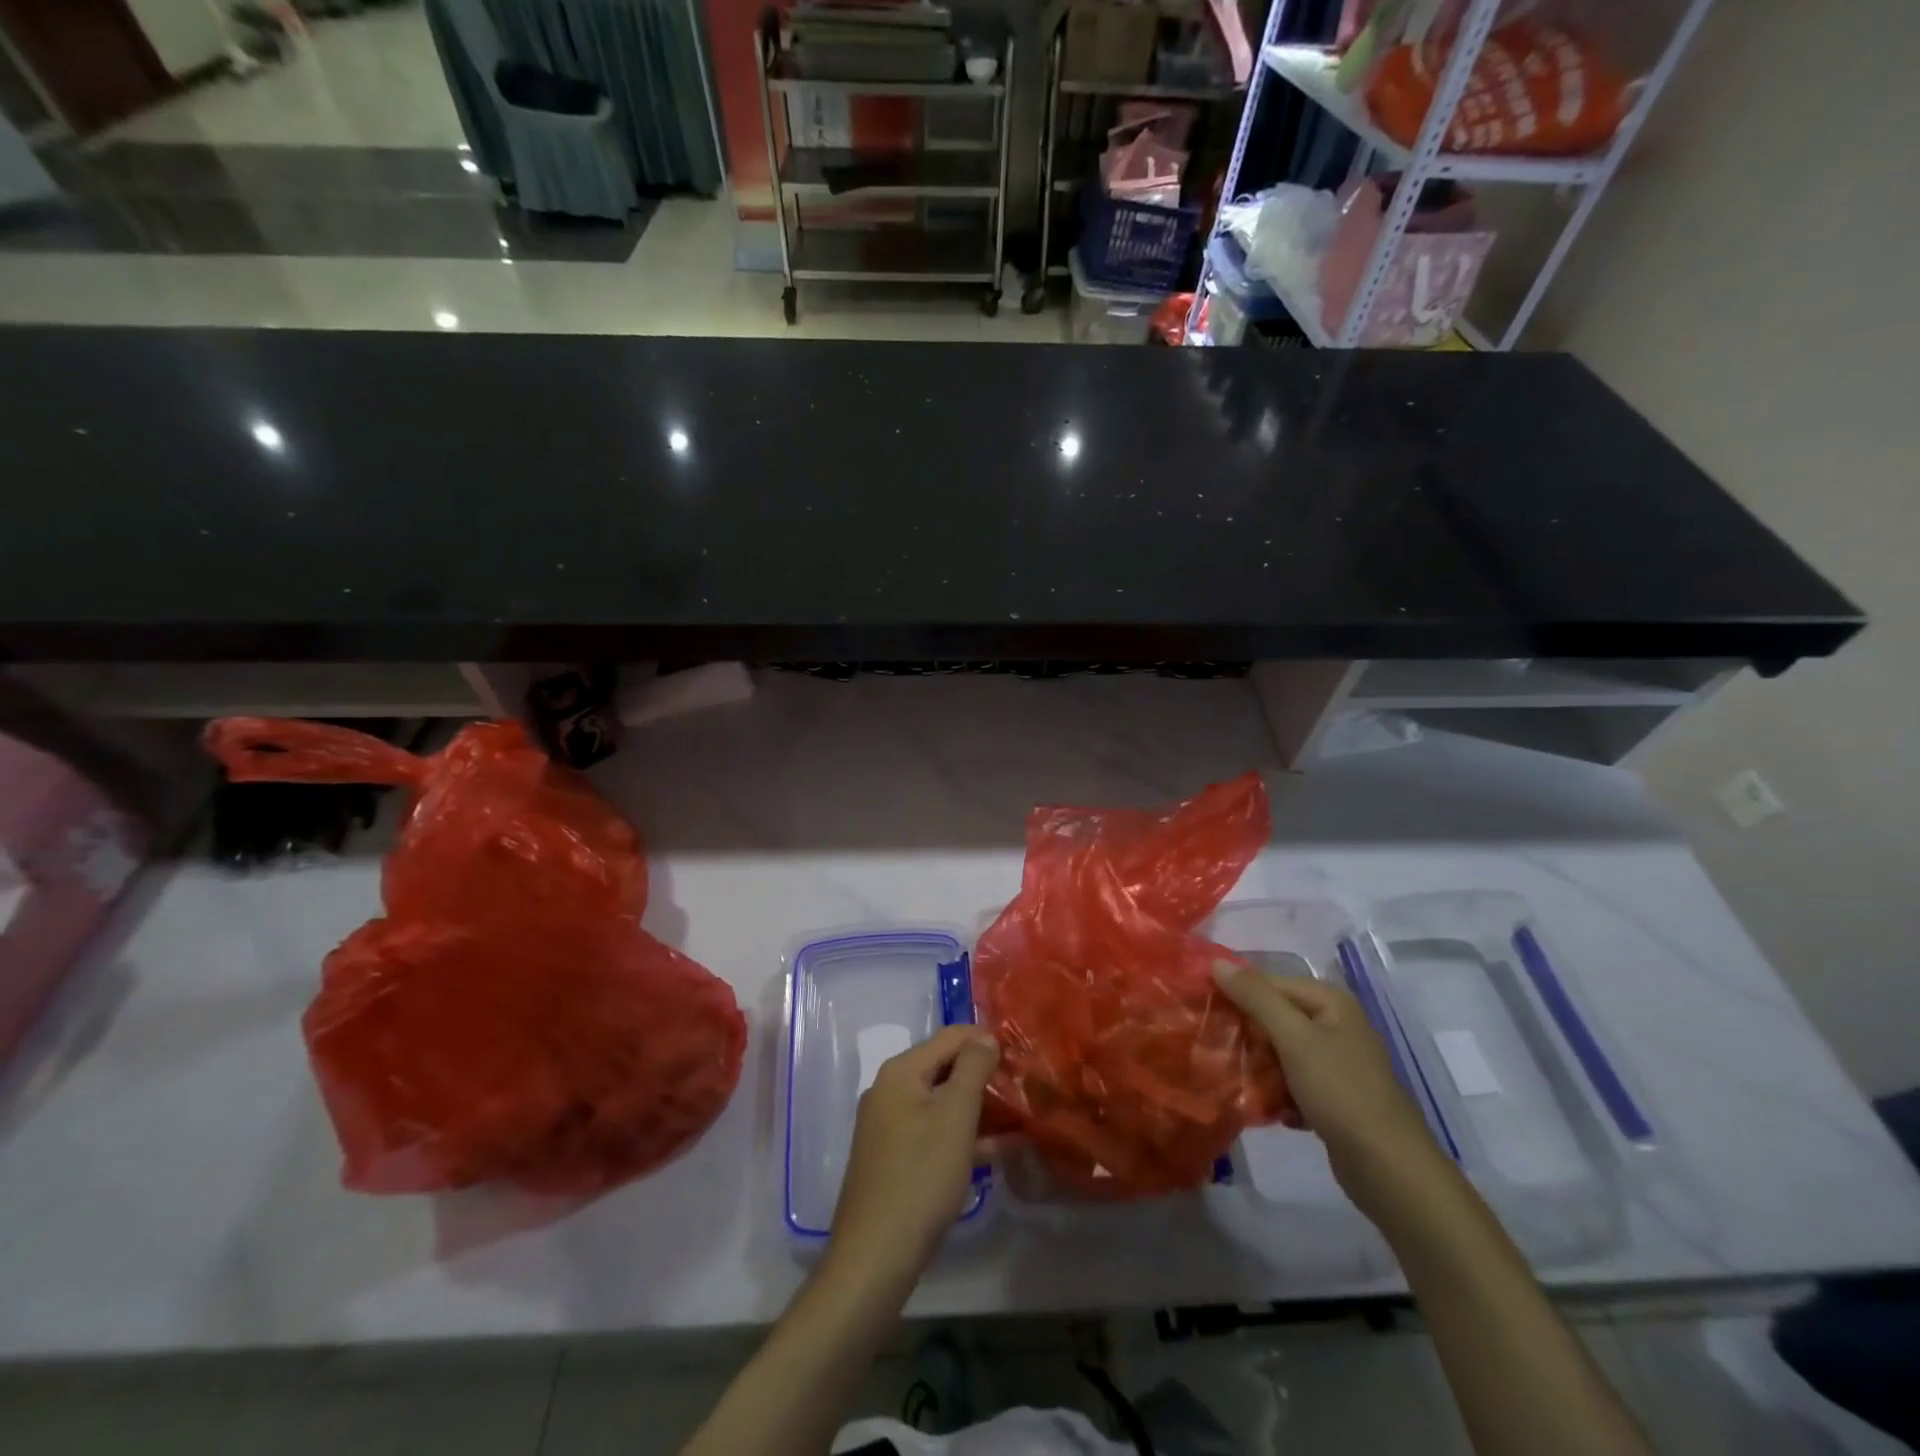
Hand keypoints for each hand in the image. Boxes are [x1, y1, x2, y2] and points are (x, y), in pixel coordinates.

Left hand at [826, 1025, 998, 1293]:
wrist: (875, 1257)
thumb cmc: (921, 1176)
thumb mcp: (955, 1116)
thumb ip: (973, 1068)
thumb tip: (984, 1036)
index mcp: (901, 1072)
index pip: (950, 1037)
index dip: (986, 1041)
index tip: (1021, 1055)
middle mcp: (890, 1091)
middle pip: (946, 1068)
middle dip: (985, 1076)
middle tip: (1024, 1088)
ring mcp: (890, 1126)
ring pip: (943, 1103)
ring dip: (980, 1108)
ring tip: (1022, 1116)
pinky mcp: (896, 1159)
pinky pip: (936, 1133)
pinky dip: (965, 1136)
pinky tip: (1001, 1151)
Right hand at [1213, 961, 1449, 1215]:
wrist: (1389, 1168)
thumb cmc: (1340, 1090)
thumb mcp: (1293, 1037)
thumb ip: (1255, 997)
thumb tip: (1216, 962)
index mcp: (1330, 1002)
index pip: (1269, 982)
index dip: (1234, 991)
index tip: (1200, 1007)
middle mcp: (1334, 1024)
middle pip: (1274, 1016)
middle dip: (1244, 1031)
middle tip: (1210, 1044)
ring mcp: (1336, 1062)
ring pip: (1279, 1050)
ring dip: (1256, 1064)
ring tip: (1228, 1076)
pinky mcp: (1333, 1096)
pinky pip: (1291, 1080)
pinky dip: (1275, 1090)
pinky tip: (1260, 1105)